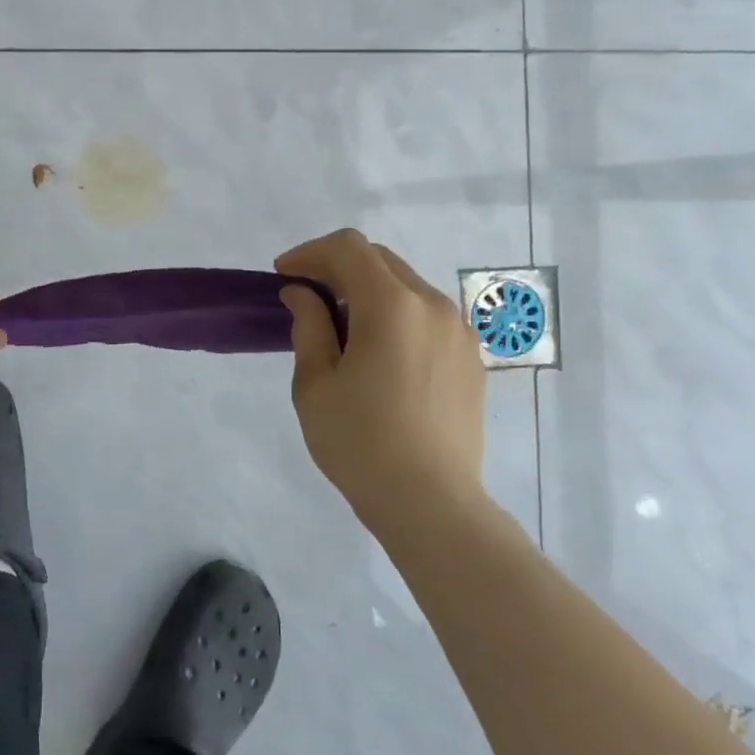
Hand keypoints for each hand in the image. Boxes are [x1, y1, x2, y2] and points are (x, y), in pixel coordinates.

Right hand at [275, 230, 487, 522]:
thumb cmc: (360, 443)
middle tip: (305, 297)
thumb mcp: (315, 383)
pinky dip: (395, 314)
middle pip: (379, 261)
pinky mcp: (471, 357)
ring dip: (368, 291)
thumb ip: (308, 325)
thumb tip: (302, 293)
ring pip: (405, 286)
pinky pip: (426, 315)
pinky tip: (379, 352)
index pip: (348, 249)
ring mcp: (459, 331)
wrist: (432, 505)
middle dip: (336, 268)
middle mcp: (432, 305)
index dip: (310, 253)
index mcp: (392, 305)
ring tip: (341, 327)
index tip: (284, 275)